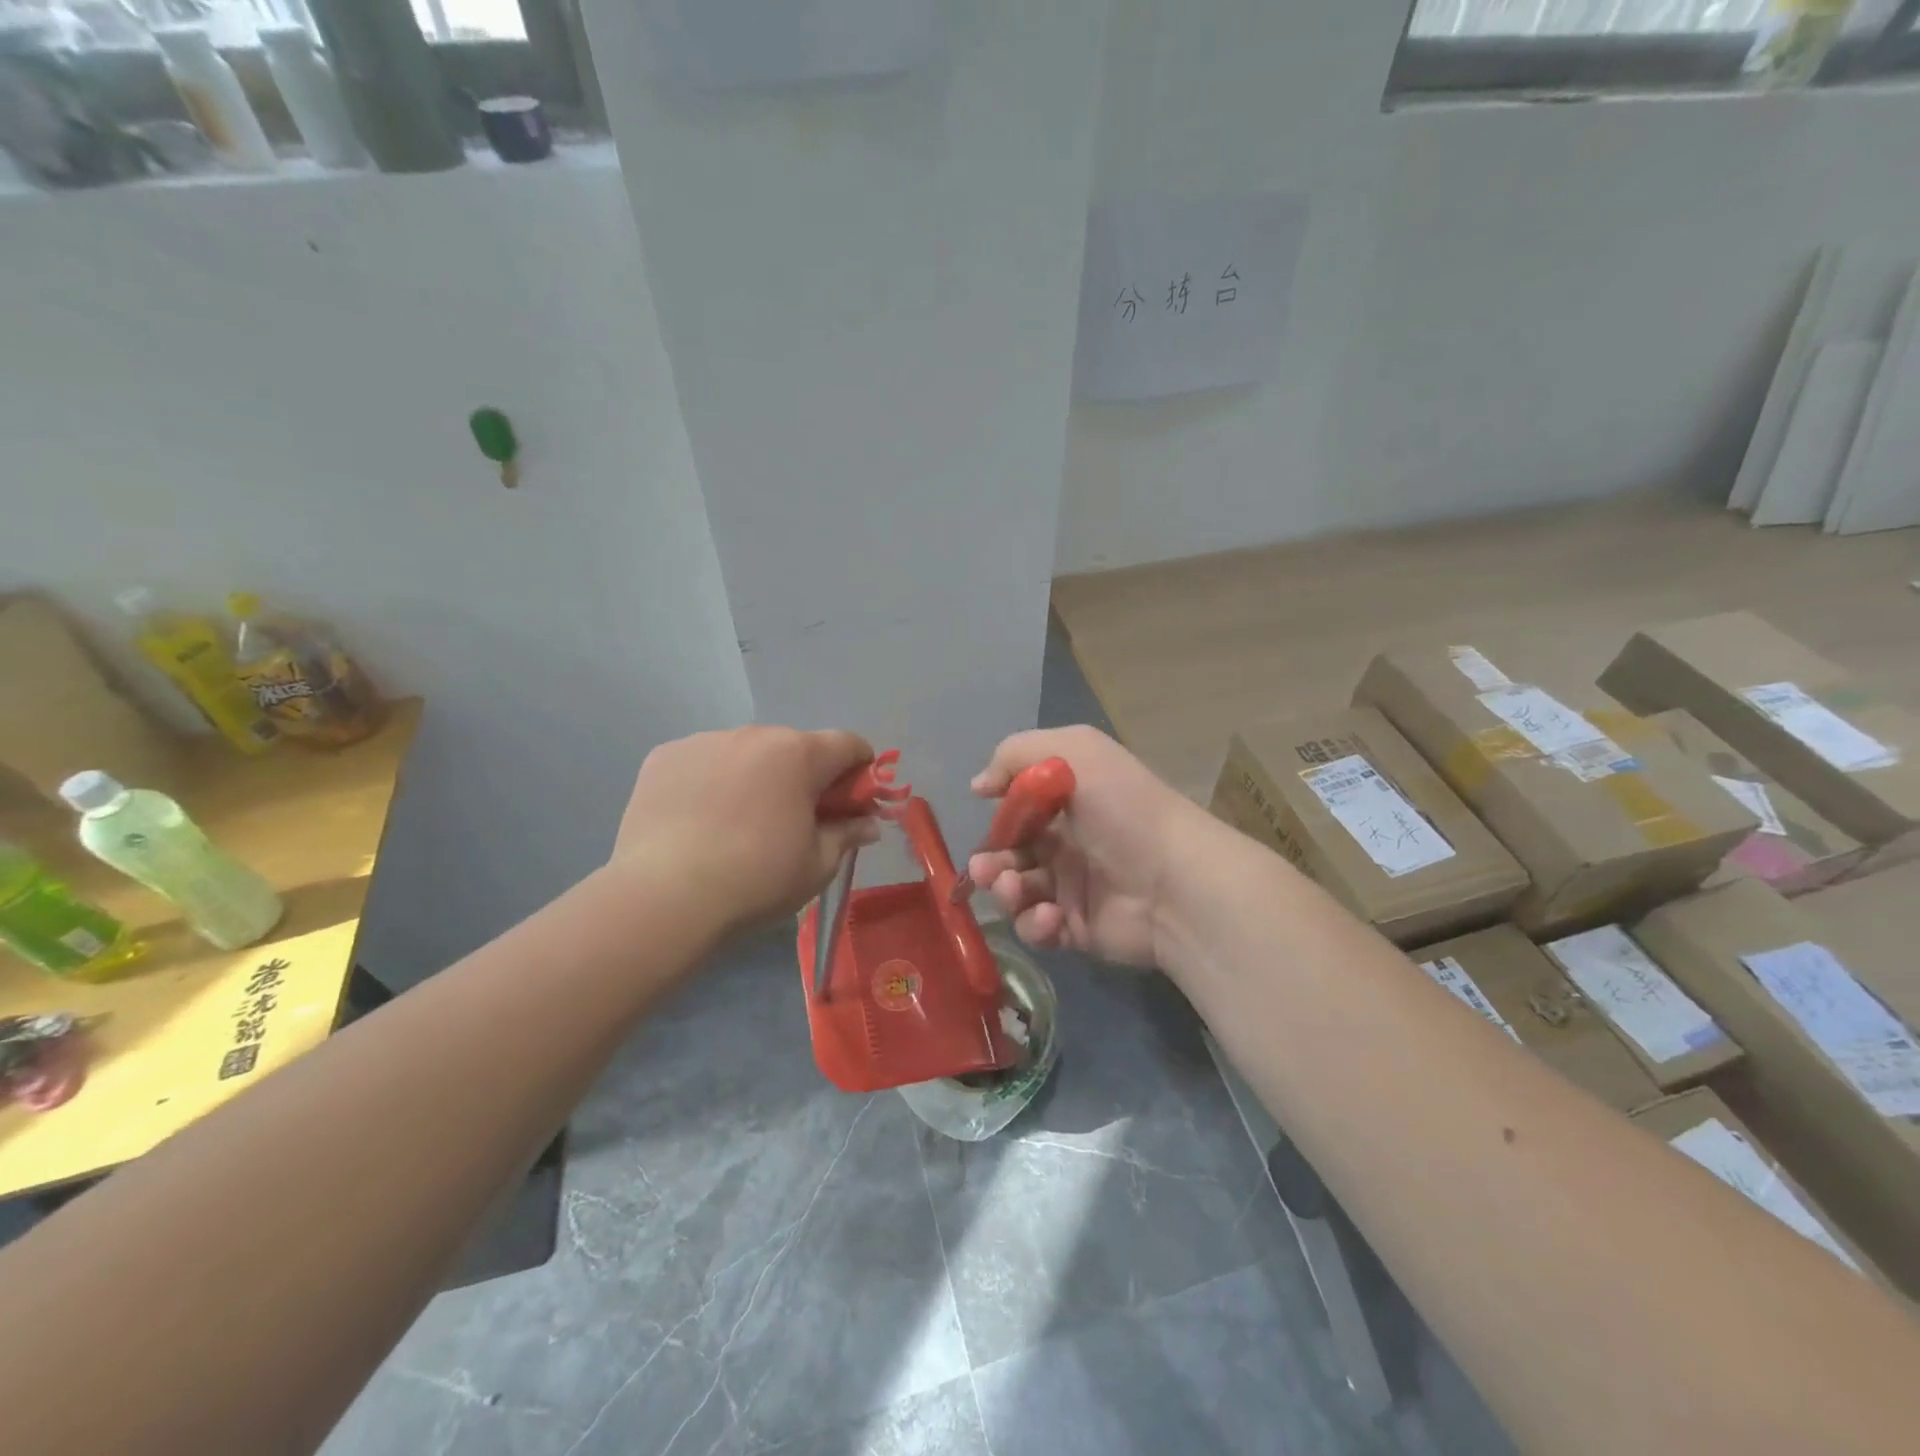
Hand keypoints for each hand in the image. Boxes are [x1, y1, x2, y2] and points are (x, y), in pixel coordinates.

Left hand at [611, 726, 882, 937]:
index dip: (859, 772)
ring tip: (736, 825)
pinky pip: (703, 761)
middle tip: (793, 822)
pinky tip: (698, 821)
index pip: (848, 744)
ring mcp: (704, 740)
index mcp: (799, 753)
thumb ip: (847, 834)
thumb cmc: (755, 880)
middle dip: (804, 777)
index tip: (851, 805)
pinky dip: (710, 782)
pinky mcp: (664, 756)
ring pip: (746, 753)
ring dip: (755, 776)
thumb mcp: (817, 865)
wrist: (663, 898)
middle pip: (795, 747)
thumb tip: (869, 823)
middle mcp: (754, 734)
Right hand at [966, 726, 1205, 967]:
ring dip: (1005, 892)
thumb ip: (1015, 755)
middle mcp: (1066, 843)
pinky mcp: (1075, 928)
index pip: (1016, 810)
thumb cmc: (1123, 809)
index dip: (998, 817)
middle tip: (987, 869)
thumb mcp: (1075, 752)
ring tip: (1015, 890)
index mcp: (1066, 802)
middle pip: (1008, 854)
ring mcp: (1070, 888)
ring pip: (1015, 893)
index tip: (988, 820)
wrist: (1175, 881)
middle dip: (990, 861)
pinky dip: (1035, 923)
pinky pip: (1037, 928)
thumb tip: (978, 786)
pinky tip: (1053, 916)